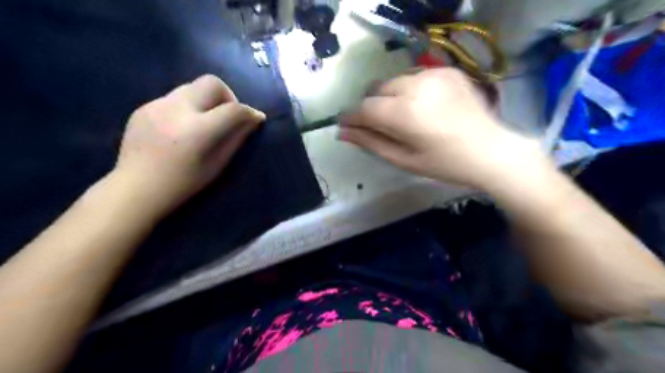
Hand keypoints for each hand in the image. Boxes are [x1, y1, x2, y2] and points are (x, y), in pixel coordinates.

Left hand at [113, 75, 264, 215]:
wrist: (137, 188)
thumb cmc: (184, 183)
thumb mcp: (218, 164)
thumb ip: (237, 138)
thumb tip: (254, 119)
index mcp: (198, 131)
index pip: (233, 109)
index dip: (249, 112)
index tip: (256, 118)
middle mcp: (177, 110)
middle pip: (212, 83)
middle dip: (228, 96)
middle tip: (228, 115)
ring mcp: (157, 105)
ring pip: (192, 87)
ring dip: (206, 101)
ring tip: (204, 122)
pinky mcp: (144, 106)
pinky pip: (174, 98)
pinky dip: (187, 107)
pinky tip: (182, 128)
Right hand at [340, 67, 541, 190]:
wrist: (492, 151)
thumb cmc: (445, 164)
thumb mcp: (403, 160)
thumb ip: (370, 143)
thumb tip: (342, 132)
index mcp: (404, 114)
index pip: (364, 108)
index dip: (351, 116)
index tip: (345, 124)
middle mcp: (416, 86)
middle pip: (376, 89)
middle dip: (372, 106)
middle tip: (381, 125)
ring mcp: (433, 74)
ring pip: (394, 80)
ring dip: (390, 96)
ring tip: (405, 117)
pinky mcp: (447, 71)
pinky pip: (414, 76)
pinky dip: (410, 89)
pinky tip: (423, 106)